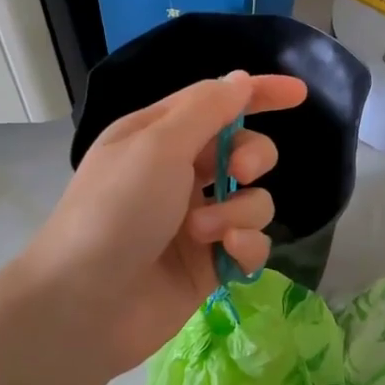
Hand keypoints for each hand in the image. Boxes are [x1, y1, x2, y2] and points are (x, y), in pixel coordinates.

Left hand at [17, 71, 307, 375]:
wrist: (84, 305)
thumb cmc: (114, 211)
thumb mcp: (157, 146)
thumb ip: (207, 109)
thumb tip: (240, 79)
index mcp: (159, 137)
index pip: (218, 102)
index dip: (259, 93)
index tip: (299, 94)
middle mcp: (179, 175)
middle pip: (244, 150)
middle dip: (253, 157)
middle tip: (238, 172)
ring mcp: (197, 222)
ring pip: (254, 200)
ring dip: (239, 211)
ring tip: (202, 233)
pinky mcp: (209, 264)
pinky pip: (251, 243)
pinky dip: (245, 246)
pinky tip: (226, 257)